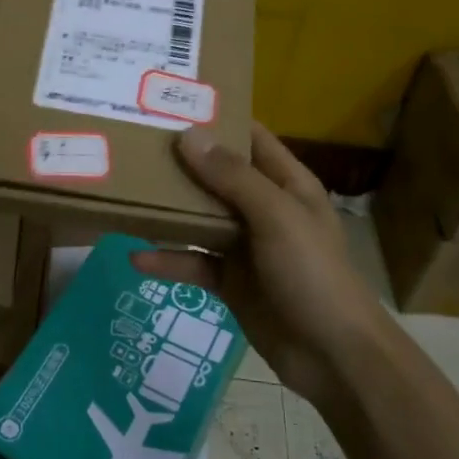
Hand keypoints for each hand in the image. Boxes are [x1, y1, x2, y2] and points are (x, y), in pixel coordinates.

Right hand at [134, 122, 387, 403]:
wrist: (333, 358)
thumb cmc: (312, 273)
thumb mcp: (275, 217)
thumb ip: (232, 177)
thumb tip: (187, 134)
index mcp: (286, 183)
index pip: (249, 137)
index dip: (217, 117)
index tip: (171, 101)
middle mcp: (264, 208)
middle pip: (217, 175)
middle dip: (181, 162)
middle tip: (132, 143)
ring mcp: (246, 246)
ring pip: (200, 218)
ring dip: (169, 210)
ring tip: (126, 194)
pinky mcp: (230, 281)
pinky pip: (194, 262)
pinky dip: (169, 260)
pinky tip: (137, 257)